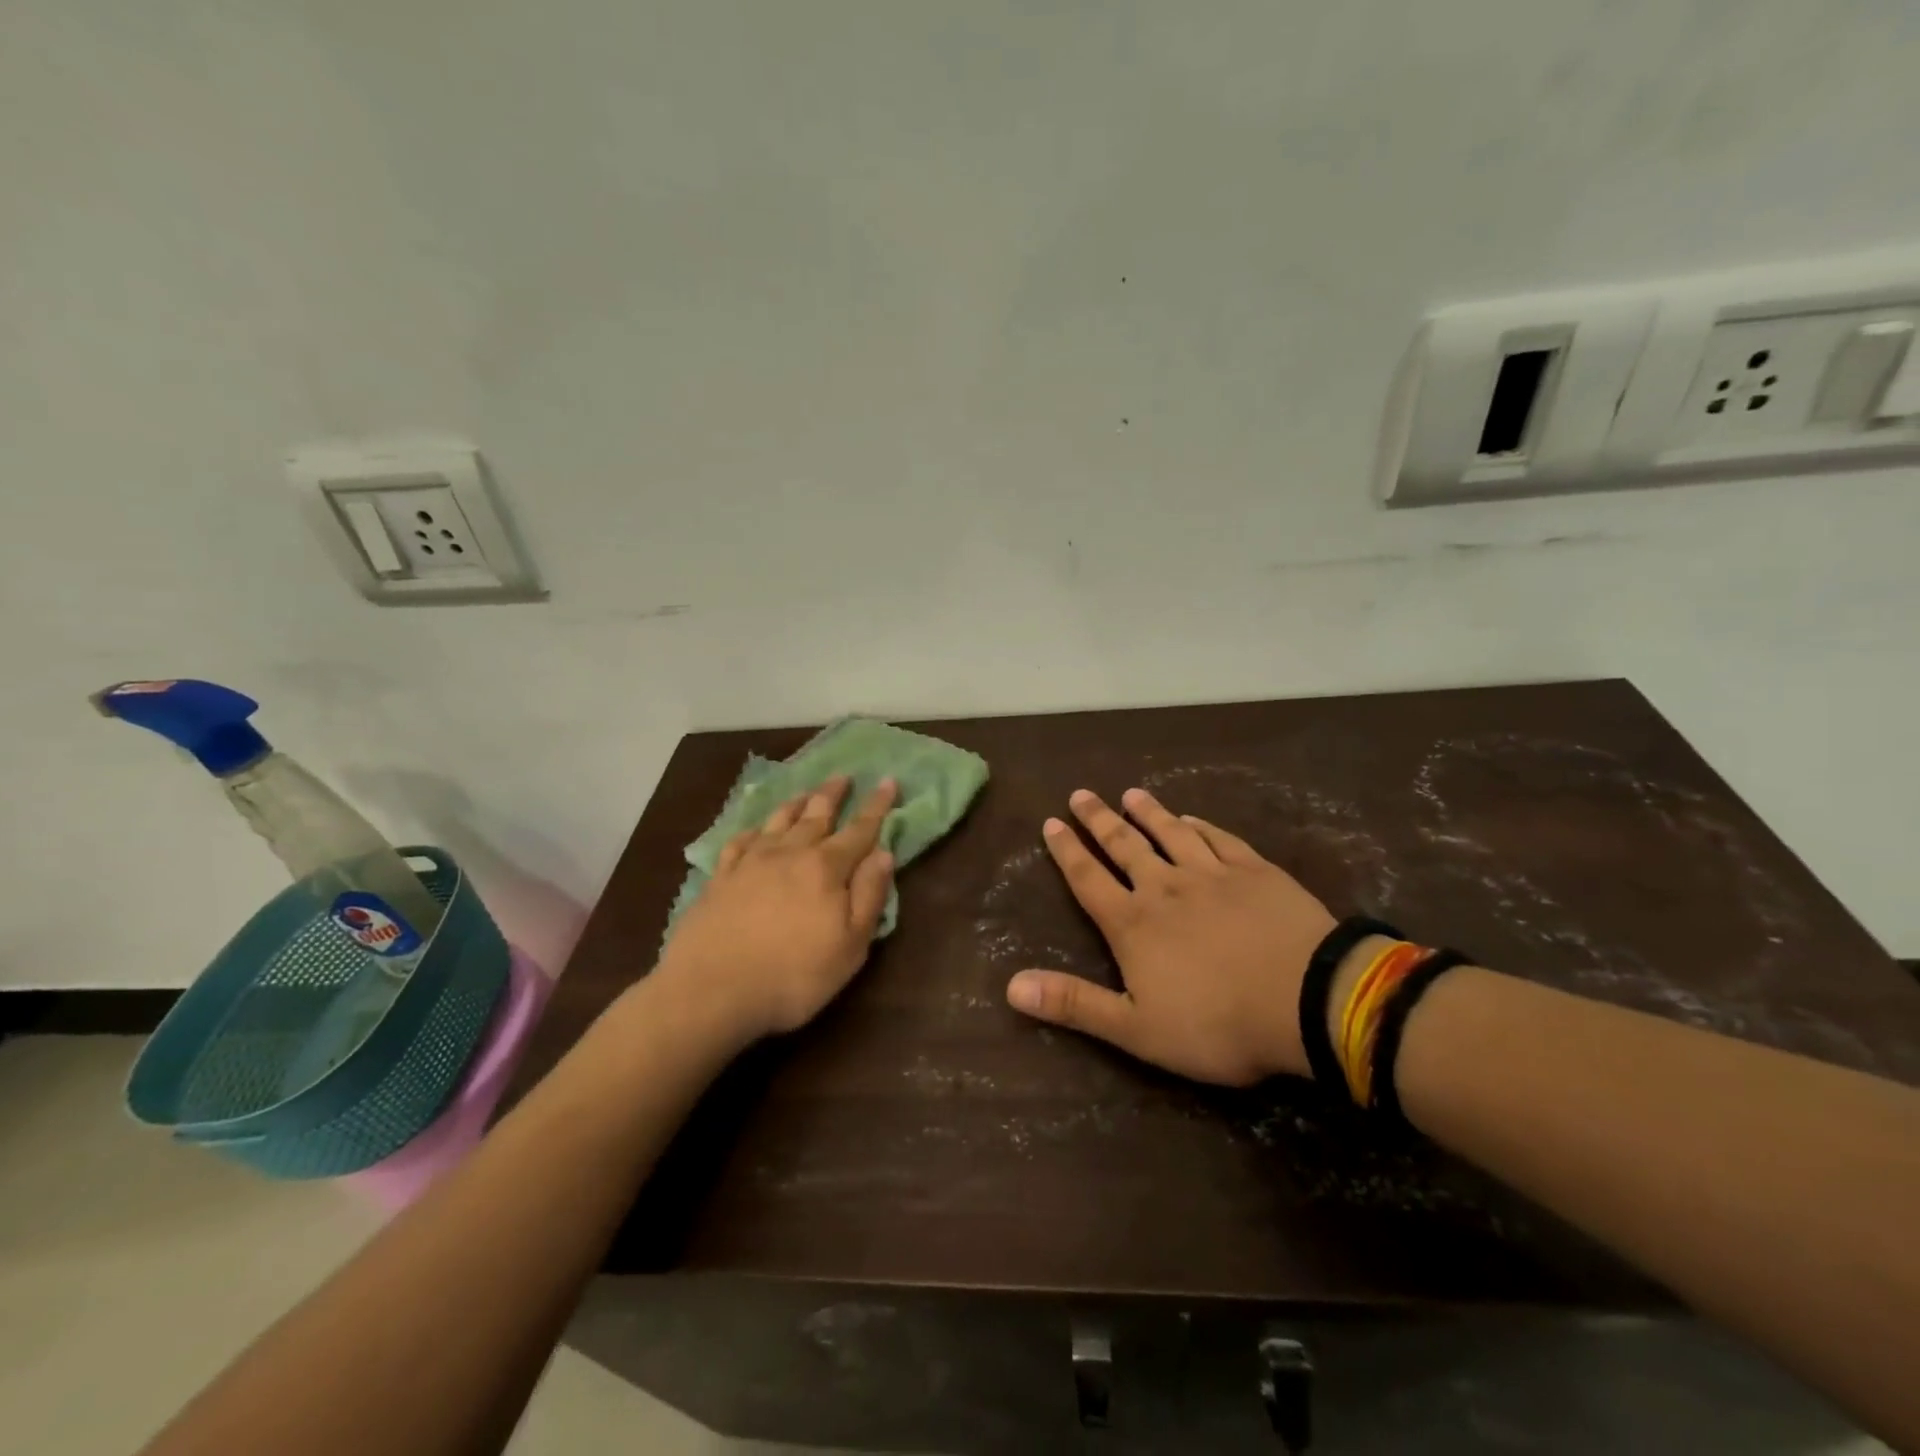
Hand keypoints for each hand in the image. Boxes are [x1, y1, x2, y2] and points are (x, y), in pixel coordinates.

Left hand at [651, 775, 897, 1043]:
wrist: (711, 990)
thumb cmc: (793, 974)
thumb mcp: (850, 945)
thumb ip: (869, 896)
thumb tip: (884, 853)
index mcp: (826, 869)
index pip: (859, 830)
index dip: (877, 806)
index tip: (887, 780)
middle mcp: (790, 854)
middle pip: (816, 815)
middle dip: (833, 794)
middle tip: (843, 776)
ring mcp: (750, 863)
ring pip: (777, 821)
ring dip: (795, 804)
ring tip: (805, 792)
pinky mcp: (720, 879)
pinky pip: (740, 842)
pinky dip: (752, 830)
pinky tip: (755, 830)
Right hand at [1005, 787, 1336, 1084]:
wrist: (1306, 1002)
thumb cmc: (1216, 1024)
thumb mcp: (1135, 1028)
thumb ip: (1074, 1004)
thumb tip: (1011, 987)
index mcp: (1133, 924)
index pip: (1089, 879)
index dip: (1067, 851)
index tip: (1052, 823)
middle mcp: (1165, 887)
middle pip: (1125, 846)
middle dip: (1099, 820)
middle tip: (1081, 794)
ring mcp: (1212, 874)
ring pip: (1171, 833)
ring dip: (1148, 812)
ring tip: (1131, 794)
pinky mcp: (1255, 871)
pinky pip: (1219, 839)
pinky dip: (1201, 826)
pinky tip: (1192, 818)